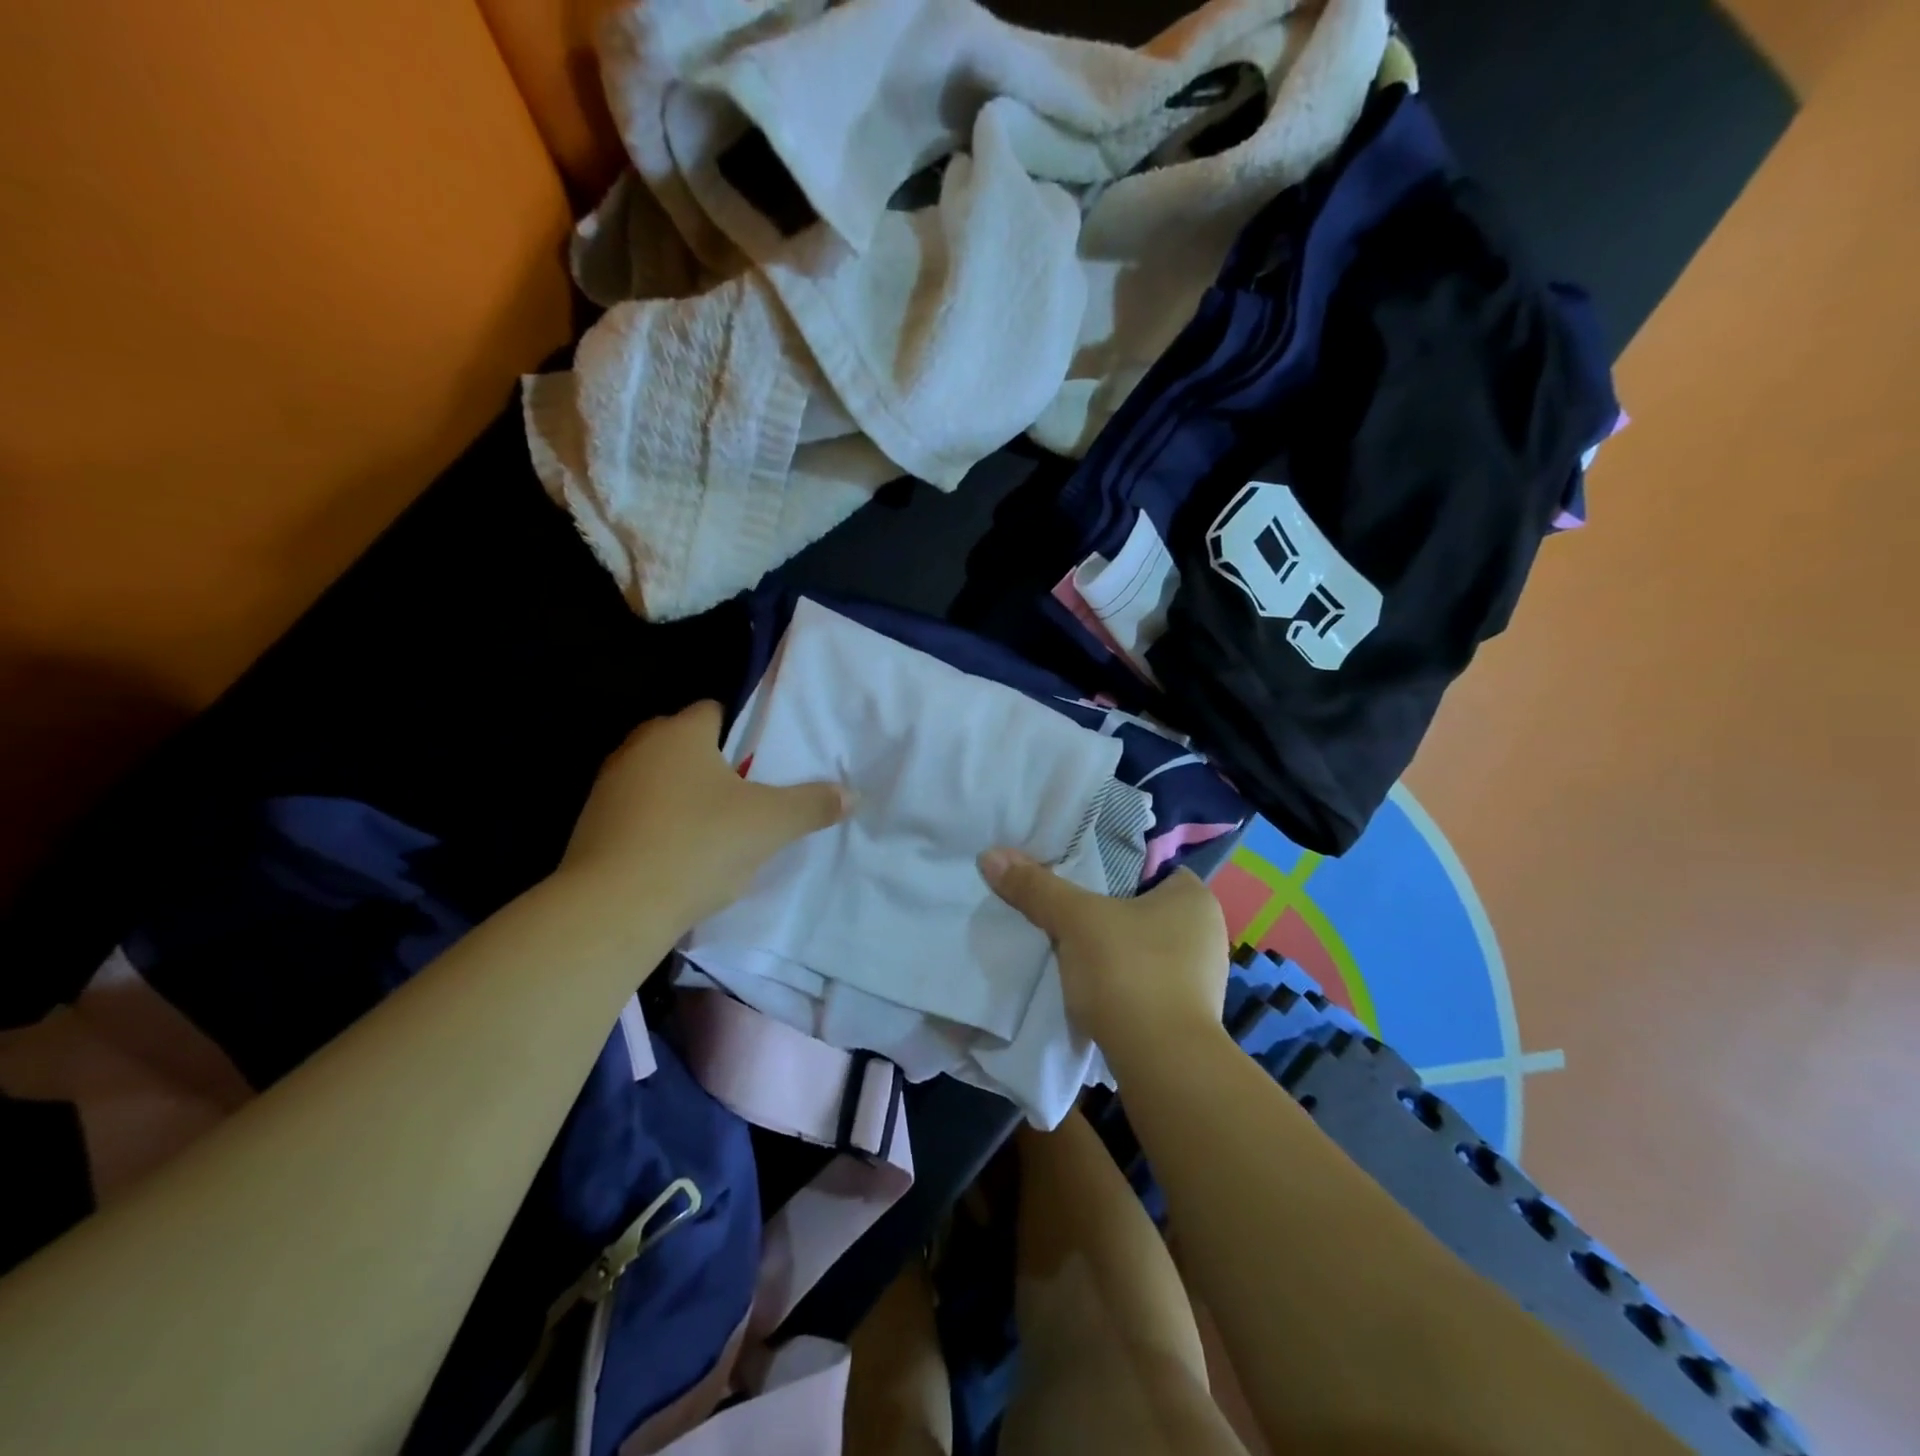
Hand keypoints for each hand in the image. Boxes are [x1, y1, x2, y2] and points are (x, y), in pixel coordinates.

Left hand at [560, 702, 846, 929]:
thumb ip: (813, 804)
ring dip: (680, 794)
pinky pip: (634, 812)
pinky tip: (675, 856)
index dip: (740, 731)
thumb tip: (851, 794)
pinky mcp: (590, 825)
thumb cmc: (699, 845)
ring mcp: (607, 786)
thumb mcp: (770, 825)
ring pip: (656, 777)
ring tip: (711, 829)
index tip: (759, 762)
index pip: (713, 710)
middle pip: (682, 742)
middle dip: (710, 762)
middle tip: (742, 795)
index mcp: (681, 733)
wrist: (613, 907)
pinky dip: (655, 824)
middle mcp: (638, 747)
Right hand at [979, 848, 1228, 1065]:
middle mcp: (1205, 933)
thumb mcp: (1075, 920)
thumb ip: (1036, 886)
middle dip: (1101, 910)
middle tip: (1060, 907)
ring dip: (1106, 948)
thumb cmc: (1129, 972)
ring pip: (1138, 946)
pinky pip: (1140, 980)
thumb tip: (991, 855)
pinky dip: (1115, 979)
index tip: (1071, 873)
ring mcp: (1198, 977)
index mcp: (1194, 898)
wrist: (1162, 1066)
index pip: (1147, 866)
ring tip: (1066, 945)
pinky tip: (1087, 984)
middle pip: (1138, 907)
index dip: (1107, 866)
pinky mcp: (1184, 1014)